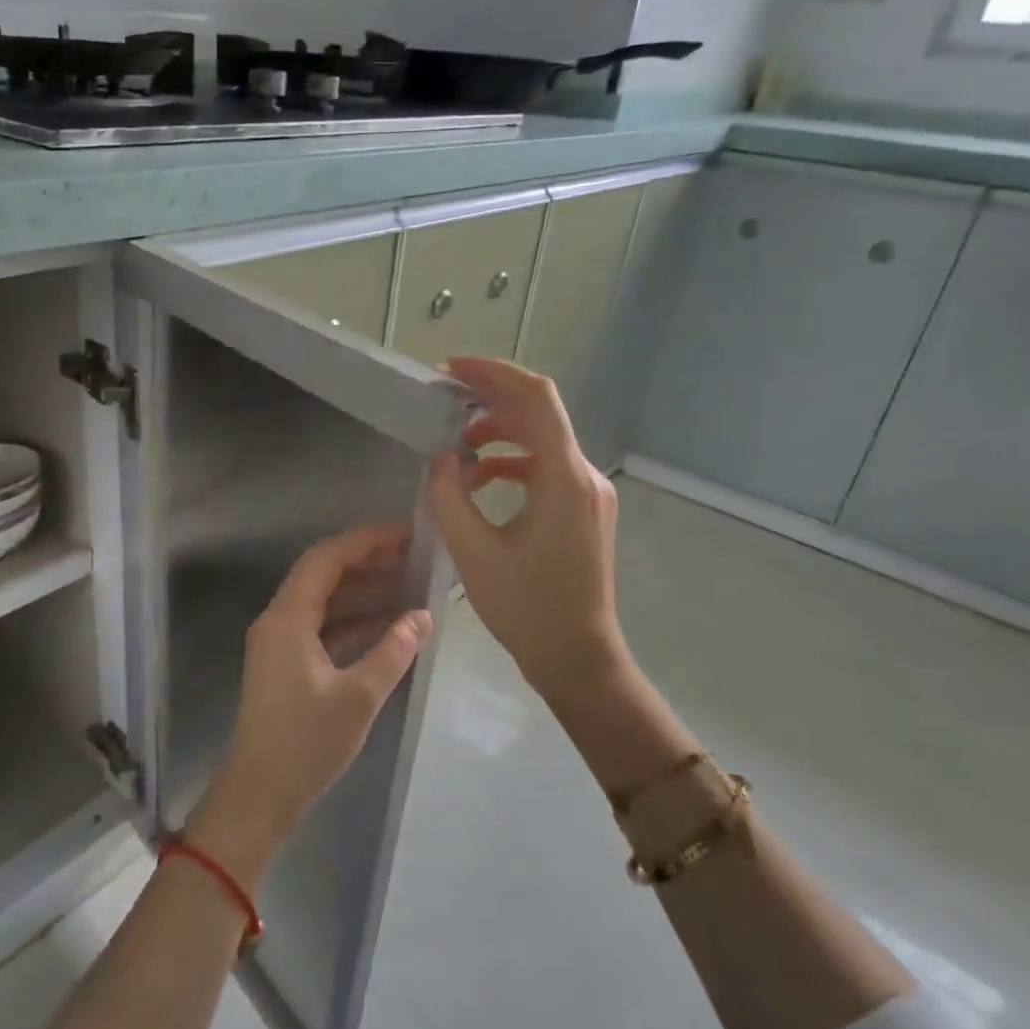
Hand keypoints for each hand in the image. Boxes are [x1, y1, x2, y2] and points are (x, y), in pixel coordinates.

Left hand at [189, 526, 433, 891]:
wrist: (259, 795)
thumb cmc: (306, 744)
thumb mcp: (358, 697)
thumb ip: (393, 651)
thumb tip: (422, 615)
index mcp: (287, 619)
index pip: (326, 559)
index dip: (366, 540)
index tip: (406, 533)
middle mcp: (279, 620)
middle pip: (323, 574)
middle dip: (367, 560)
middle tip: (414, 555)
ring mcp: (280, 642)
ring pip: (324, 600)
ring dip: (362, 589)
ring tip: (409, 581)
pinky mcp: (287, 663)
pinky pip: (323, 626)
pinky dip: (353, 620)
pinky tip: (389, 623)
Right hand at [427, 358, 628, 700]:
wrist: (576, 657)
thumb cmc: (526, 607)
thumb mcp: (472, 550)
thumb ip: (449, 495)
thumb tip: (442, 459)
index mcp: (563, 478)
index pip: (535, 398)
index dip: (492, 374)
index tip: (450, 371)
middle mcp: (583, 476)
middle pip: (539, 413)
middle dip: (490, 399)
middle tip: (444, 399)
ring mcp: (587, 493)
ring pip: (541, 440)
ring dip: (498, 433)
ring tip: (456, 446)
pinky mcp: (582, 510)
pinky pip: (544, 468)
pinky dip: (510, 463)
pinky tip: (479, 480)